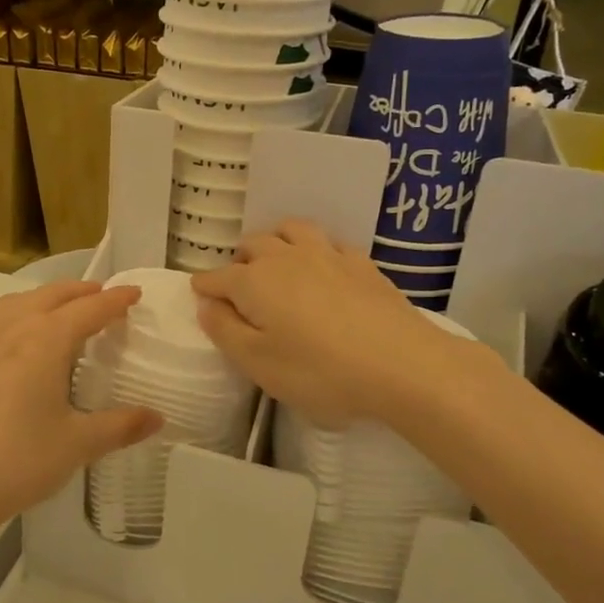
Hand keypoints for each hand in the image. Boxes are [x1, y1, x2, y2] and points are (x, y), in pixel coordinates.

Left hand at [0, 282, 162, 541]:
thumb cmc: (18, 462)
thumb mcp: (77, 445)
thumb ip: (120, 426)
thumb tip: (158, 418)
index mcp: (45, 341)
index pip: (89, 309)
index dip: (115, 300)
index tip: (133, 293)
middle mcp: (9, 330)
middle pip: (49, 296)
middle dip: (79, 291)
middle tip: (101, 296)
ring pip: (14, 304)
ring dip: (42, 299)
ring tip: (57, 311)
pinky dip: (12, 319)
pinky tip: (11, 345)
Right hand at [191, 221, 483, 427]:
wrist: (402, 365)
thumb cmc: (319, 371)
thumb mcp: (258, 363)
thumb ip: (225, 331)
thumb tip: (207, 304)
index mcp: (253, 282)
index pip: (216, 278)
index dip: (204, 288)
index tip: (200, 298)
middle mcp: (285, 257)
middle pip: (251, 246)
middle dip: (238, 261)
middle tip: (240, 288)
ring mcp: (327, 255)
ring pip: (290, 230)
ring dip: (275, 242)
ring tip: (277, 264)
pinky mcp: (361, 263)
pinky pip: (329, 242)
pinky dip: (315, 249)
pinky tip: (323, 267)